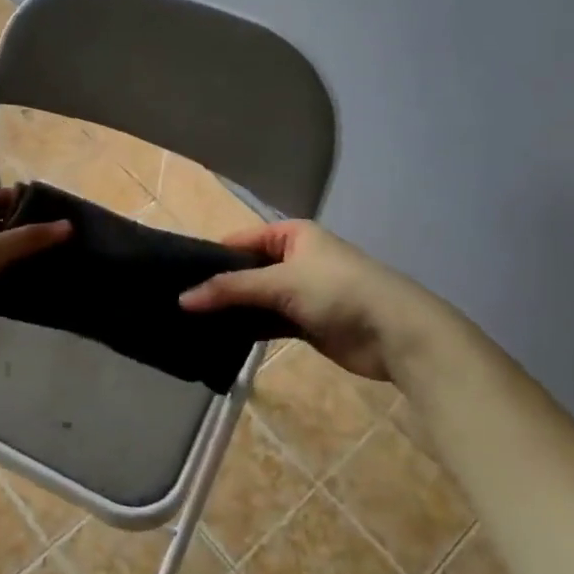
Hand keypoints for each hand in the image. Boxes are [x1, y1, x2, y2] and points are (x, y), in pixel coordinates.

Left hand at [0, 187, 70, 371]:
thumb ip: (29, 239)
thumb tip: (69, 225)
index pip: (6, 198)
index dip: (36, 208)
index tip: (70, 223)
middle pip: (2, 226)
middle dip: (32, 238)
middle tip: (72, 252)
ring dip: (21, 264)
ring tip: (61, 272)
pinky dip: (6, 284)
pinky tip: (34, 294)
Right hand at [180, 220, 466, 383]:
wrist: (395, 333)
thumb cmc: (338, 291)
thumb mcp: (280, 282)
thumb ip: (231, 289)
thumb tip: (182, 298)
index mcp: (292, 235)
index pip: (241, 241)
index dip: (211, 257)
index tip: (178, 277)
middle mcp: (295, 258)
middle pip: (247, 271)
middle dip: (219, 287)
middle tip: (180, 304)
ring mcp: (302, 292)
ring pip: (257, 299)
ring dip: (233, 311)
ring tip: (191, 323)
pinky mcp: (307, 323)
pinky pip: (269, 322)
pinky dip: (250, 329)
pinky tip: (221, 339)